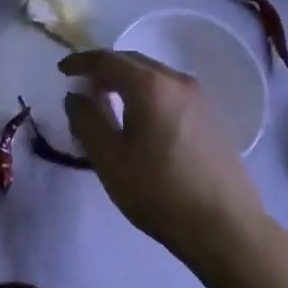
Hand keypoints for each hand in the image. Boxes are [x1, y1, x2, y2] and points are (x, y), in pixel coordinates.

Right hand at [60, 49, 275, 266]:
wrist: (226, 227)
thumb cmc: (158, 191)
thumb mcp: (109, 158)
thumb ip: (86, 120)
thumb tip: (75, 97)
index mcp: (149, 86)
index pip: (107, 60)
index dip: (80, 62)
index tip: (62, 70)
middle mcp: (177, 82)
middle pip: (133, 62)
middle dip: (104, 69)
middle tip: (82, 86)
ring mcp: (200, 99)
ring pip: (154, 76)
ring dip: (126, 82)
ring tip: (107, 102)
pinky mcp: (212, 118)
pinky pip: (169, 92)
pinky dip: (147, 94)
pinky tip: (139, 119)